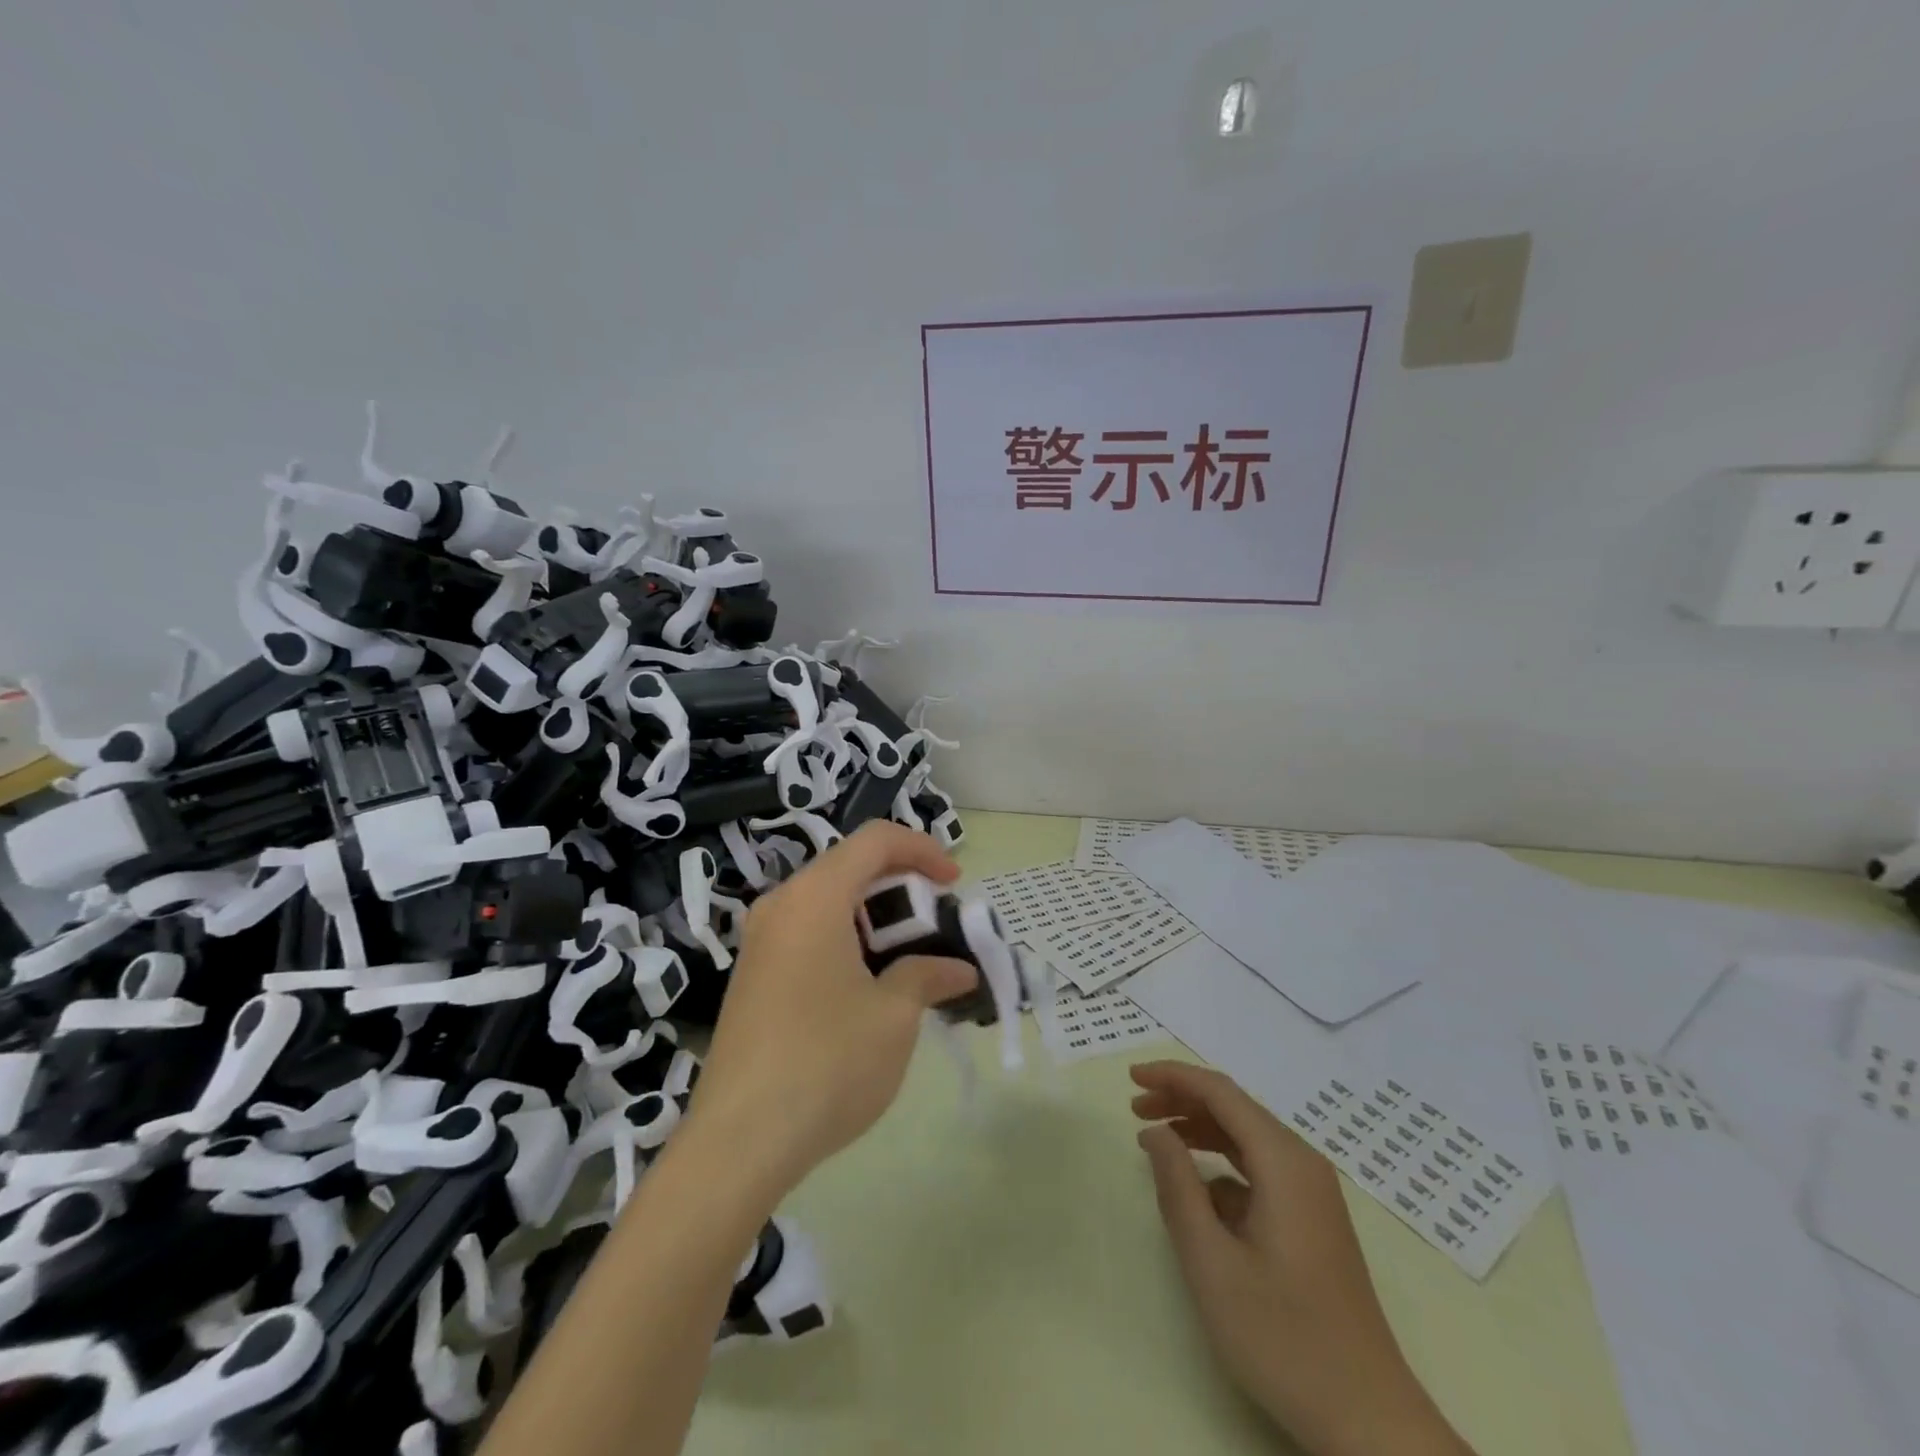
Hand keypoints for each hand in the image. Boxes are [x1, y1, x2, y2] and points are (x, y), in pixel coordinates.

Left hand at [685, 822, 978, 1197]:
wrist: (738, 1142)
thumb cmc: (827, 1063)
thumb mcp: (894, 1016)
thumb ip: (928, 975)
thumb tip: (958, 970)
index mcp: (814, 898)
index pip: (875, 840)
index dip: (922, 849)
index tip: (954, 883)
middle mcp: (781, 906)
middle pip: (850, 868)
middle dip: (901, 888)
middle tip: (936, 927)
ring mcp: (760, 942)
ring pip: (829, 903)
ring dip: (876, 919)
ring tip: (910, 961)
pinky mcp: (753, 976)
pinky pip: (808, 934)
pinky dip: (848, 942)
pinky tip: (868, 988)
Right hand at [1131, 1061, 1472, 1455]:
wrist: (1369, 1421)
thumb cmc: (1284, 1338)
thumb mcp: (1212, 1263)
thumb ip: (1178, 1187)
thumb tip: (1156, 1132)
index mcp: (1283, 1162)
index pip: (1220, 1092)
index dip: (1172, 1076)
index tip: (1131, 1077)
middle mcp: (1302, 1164)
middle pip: (1234, 1108)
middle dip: (1181, 1100)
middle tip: (1134, 1109)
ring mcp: (1312, 1193)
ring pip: (1246, 1137)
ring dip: (1199, 1129)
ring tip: (1155, 1137)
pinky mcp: (1312, 1220)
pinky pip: (1259, 1170)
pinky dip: (1220, 1164)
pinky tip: (1196, 1193)